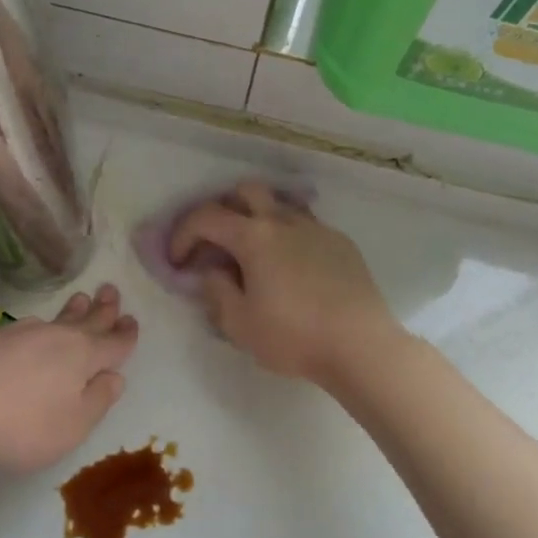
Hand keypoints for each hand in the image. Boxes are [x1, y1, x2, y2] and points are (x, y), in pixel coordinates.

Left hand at [0, 284, 138, 472]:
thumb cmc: (22, 423)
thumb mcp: (72, 425)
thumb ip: (97, 401)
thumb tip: (115, 377)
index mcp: (83, 356)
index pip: (113, 343)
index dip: (125, 335)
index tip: (132, 321)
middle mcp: (56, 337)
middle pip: (86, 320)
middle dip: (102, 308)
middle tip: (111, 290)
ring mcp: (21, 334)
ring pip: (57, 319)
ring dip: (73, 311)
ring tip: (80, 300)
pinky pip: (29, 326)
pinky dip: (42, 325)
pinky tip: (36, 327)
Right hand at [168, 183, 395, 387]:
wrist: (360, 345)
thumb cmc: (294, 336)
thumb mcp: (239, 323)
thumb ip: (216, 291)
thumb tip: (212, 271)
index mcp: (254, 237)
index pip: (206, 218)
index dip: (183, 234)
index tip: (177, 260)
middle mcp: (284, 221)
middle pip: (245, 192)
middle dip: (222, 210)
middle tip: (215, 243)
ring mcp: (316, 228)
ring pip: (279, 204)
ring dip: (257, 218)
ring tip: (253, 252)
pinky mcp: (340, 243)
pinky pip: (305, 225)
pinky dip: (286, 235)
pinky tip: (290, 268)